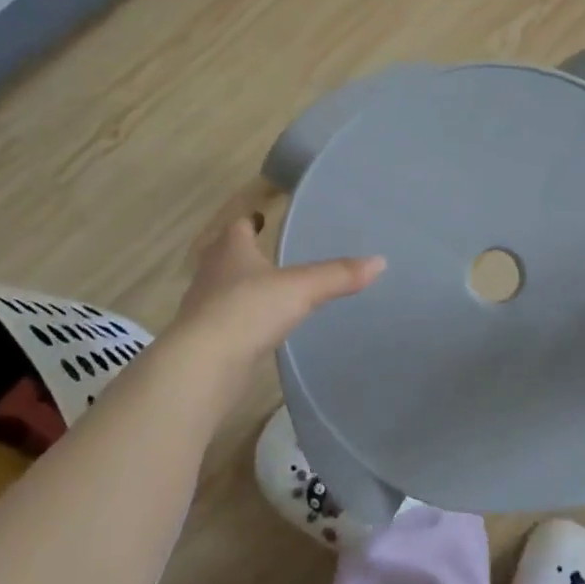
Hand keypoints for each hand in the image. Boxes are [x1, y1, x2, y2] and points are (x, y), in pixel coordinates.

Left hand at [168, 199, 384, 374]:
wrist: (203, 367)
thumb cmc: (248, 310)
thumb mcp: (301, 288)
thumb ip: (338, 275)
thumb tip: (381, 261)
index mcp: (230, 250)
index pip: (237, 226)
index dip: (249, 220)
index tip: (261, 217)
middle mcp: (211, 274)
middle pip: (222, 255)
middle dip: (240, 252)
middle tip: (264, 251)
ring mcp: (203, 310)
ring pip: (220, 290)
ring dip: (238, 287)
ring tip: (266, 290)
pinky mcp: (204, 343)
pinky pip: (224, 323)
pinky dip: (239, 321)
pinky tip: (257, 329)